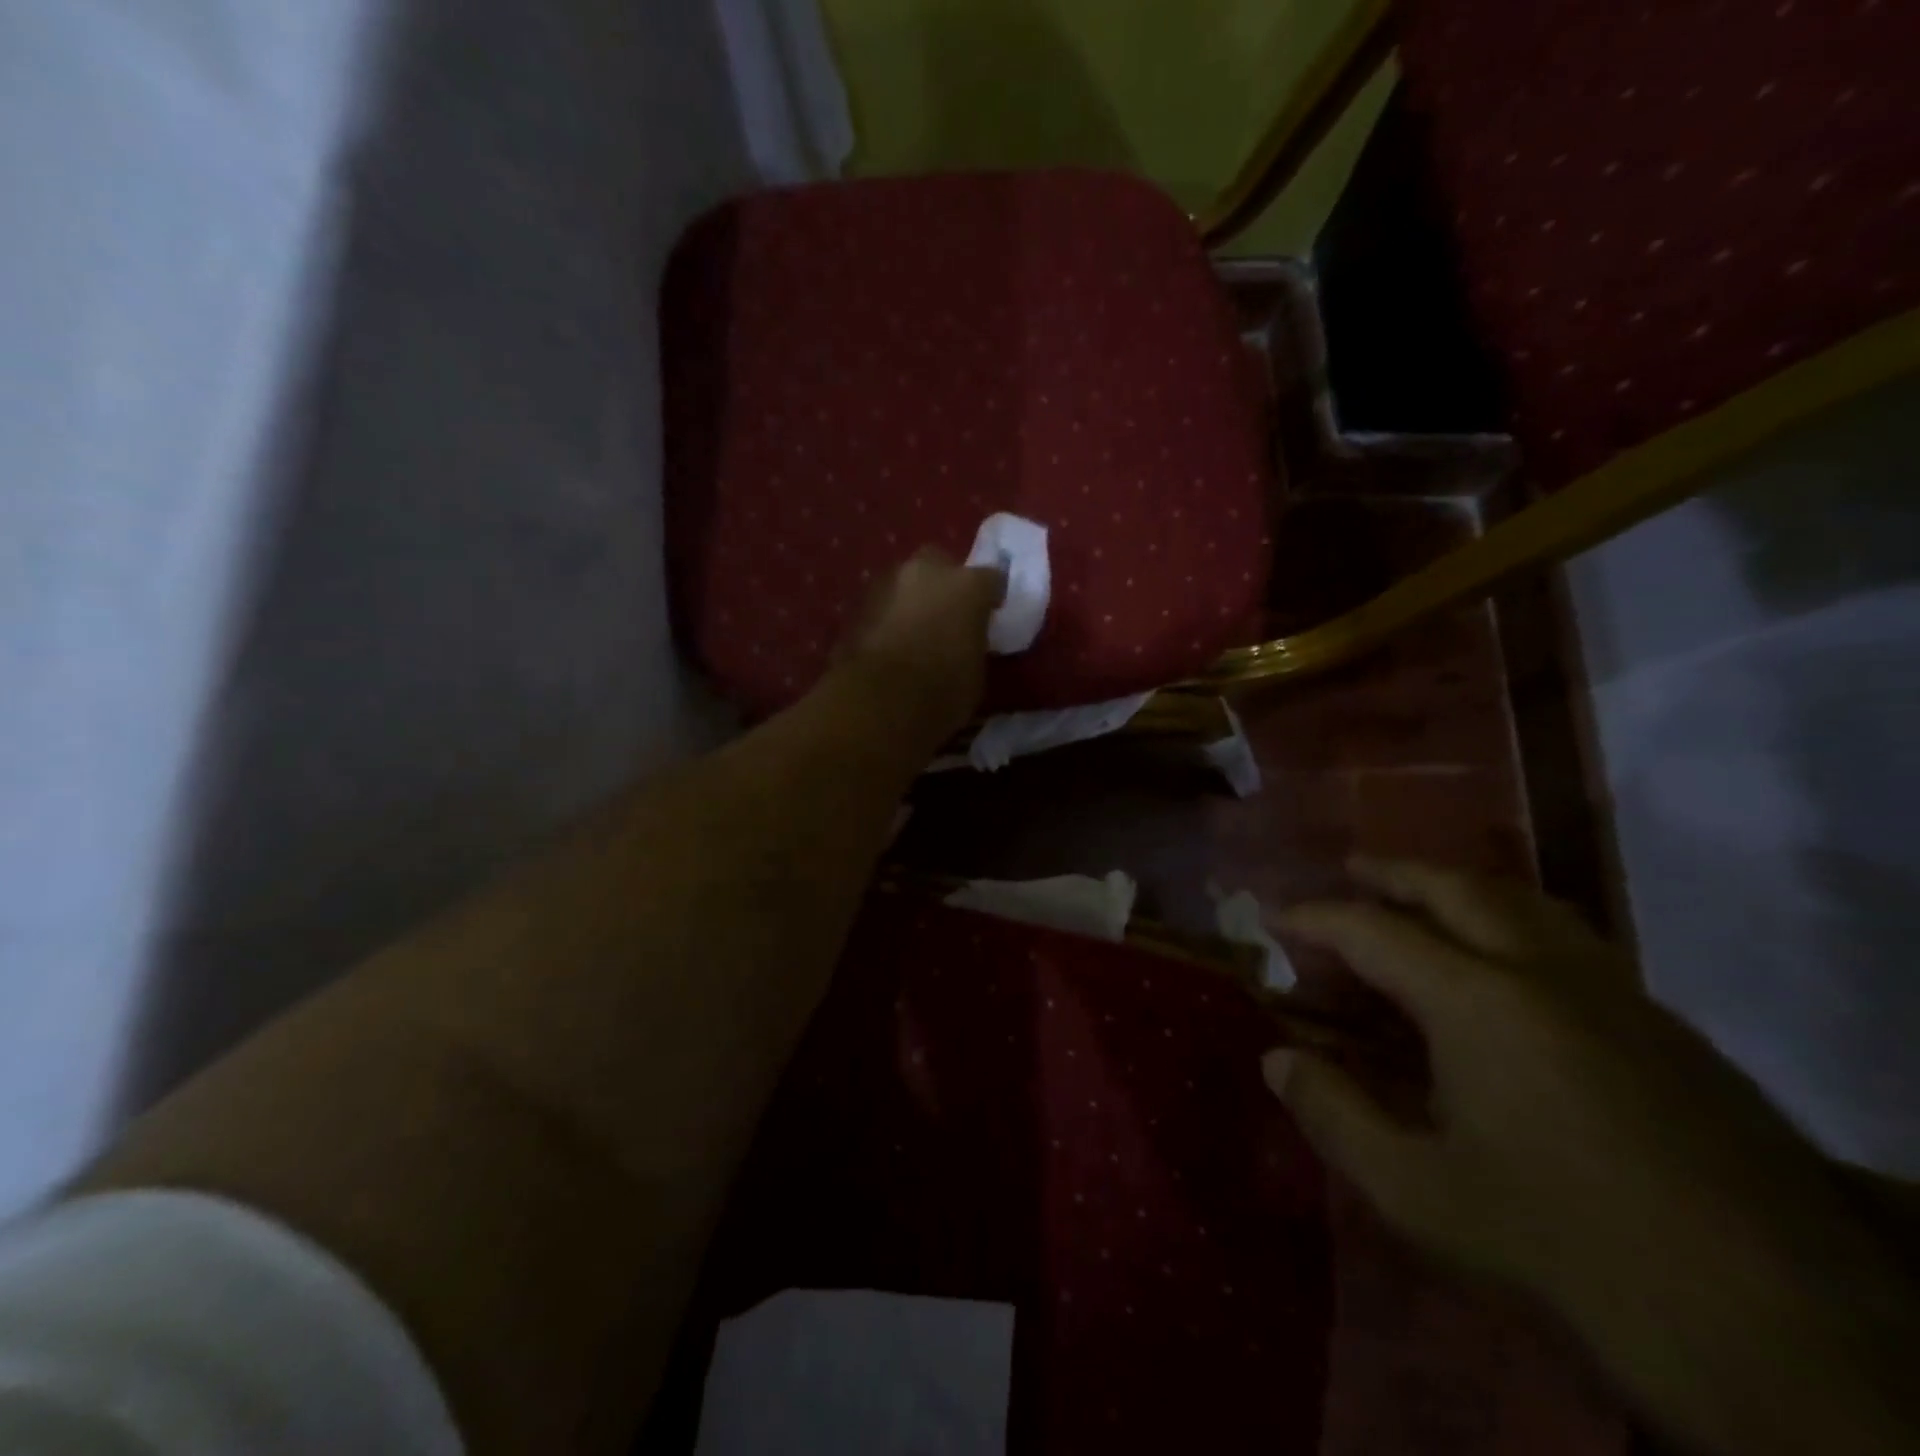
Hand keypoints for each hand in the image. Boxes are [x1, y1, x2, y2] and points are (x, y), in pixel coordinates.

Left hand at [838, 550, 1004, 742]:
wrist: (878, 701)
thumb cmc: (942, 691)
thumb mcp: (976, 672)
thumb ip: (973, 643)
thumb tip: (965, 642)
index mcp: (968, 586)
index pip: (992, 579)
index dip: (991, 597)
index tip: (991, 614)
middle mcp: (928, 571)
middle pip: (941, 564)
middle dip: (945, 583)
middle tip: (948, 614)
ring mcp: (888, 583)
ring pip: (907, 581)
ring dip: (913, 599)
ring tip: (916, 630)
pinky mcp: (857, 604)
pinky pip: (883, 604)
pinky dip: (889, 616)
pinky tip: (891, 642)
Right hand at [1265, 858, 1919, 1454]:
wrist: (1778, 1330)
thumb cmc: (1564, 1246)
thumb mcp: (1420, 1194)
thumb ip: (1335, 1116)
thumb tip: (1274, 1060)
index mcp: (1478, 1001)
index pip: (1373, 931)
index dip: (1316, 918)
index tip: (1276, 916)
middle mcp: (1546, 973)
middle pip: (1459, 889)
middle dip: (1395, 872)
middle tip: (1351, 868)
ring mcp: (1619, 995)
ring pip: (1530, 904)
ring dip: (1464, 888)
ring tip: (1426, 897)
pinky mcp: (1672, 1031)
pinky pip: (1575, 943)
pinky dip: (1519, 926)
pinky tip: (1511, 966)